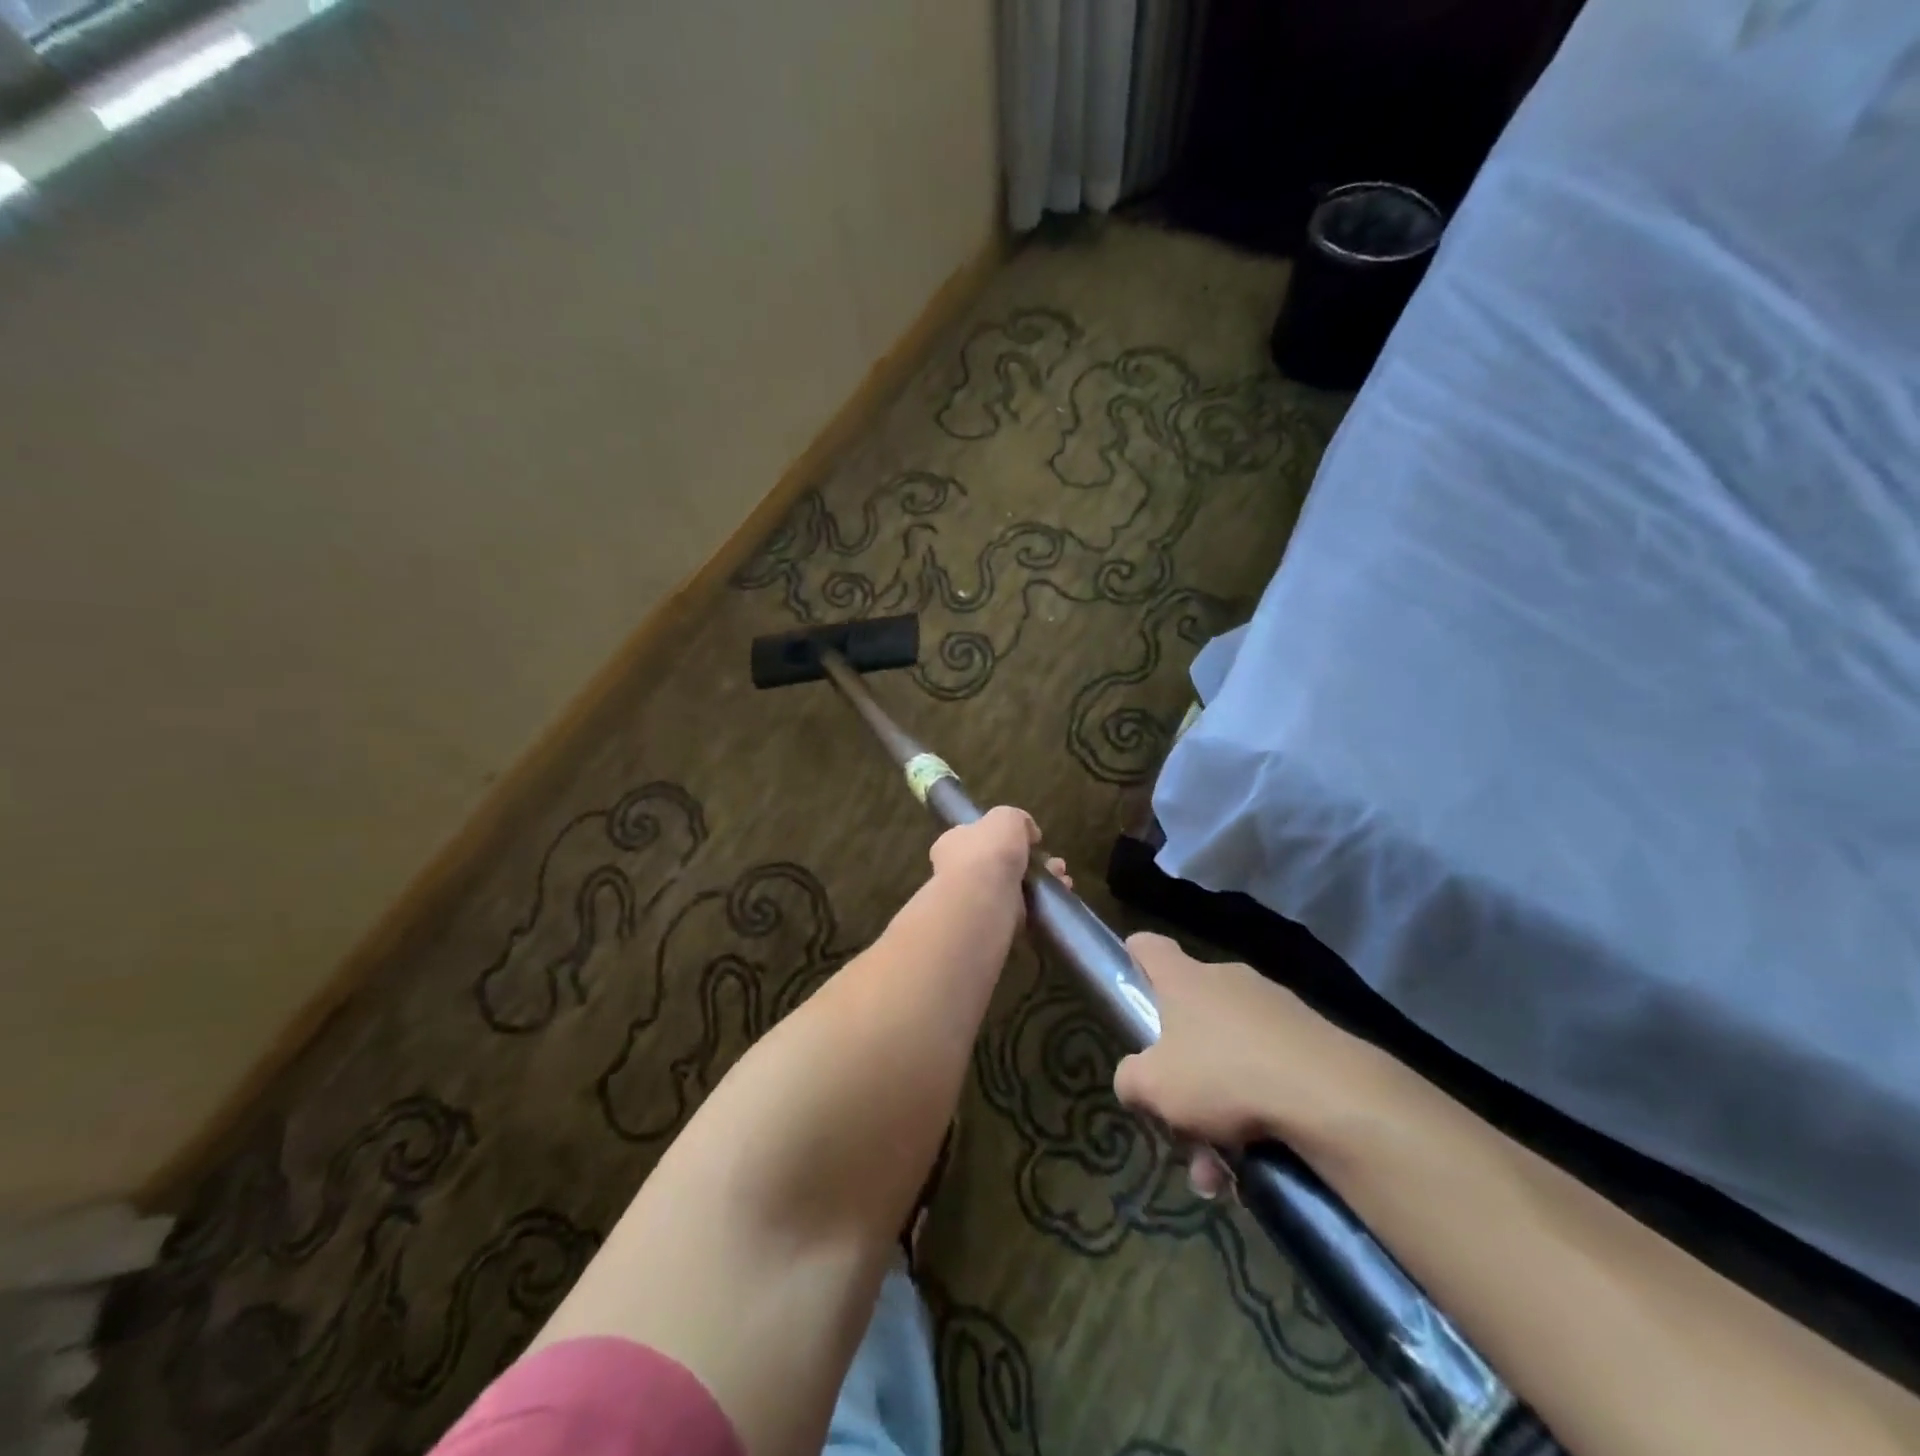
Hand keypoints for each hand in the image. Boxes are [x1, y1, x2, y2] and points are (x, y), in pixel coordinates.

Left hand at [927, 807, 1068, 898]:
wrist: (982, 904)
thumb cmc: (988, 852)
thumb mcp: (1006, 818)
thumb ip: (1017, 819)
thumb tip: (1028, 833)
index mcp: (954, 843)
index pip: (976, 836)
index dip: (1003, 836)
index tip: (1030, 839)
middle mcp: (960, 872)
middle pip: (1000, 863)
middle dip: (1031, 861)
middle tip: (1055, 863)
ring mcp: (976, 900)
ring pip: (1015, 887)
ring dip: (1042, 882)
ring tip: (1063, 879)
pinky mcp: (994, 924)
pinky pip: (1022, 910)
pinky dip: (1042, 904)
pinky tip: (1061, 897)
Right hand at [1113, 933, 1359, 1178]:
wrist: (1331, 1096)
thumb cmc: (1223, 1076)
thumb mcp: (1154, 1087)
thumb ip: (1130, 1079)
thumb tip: (1134, 1080)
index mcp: (1185, 980)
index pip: (1149, 947)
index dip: (1134, 957)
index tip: (1130, 979)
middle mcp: (1228, 981)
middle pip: (1191, 1014)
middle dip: (1181, 1069)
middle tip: (1177, 1119)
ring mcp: (1274, 1007)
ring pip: (1231, 1053)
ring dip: (1219, 1104)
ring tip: (1220, 1167)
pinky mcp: (1313, 1038)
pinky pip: (1269, 1070)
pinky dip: (1258, 1110)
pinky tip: (1258, 1161)